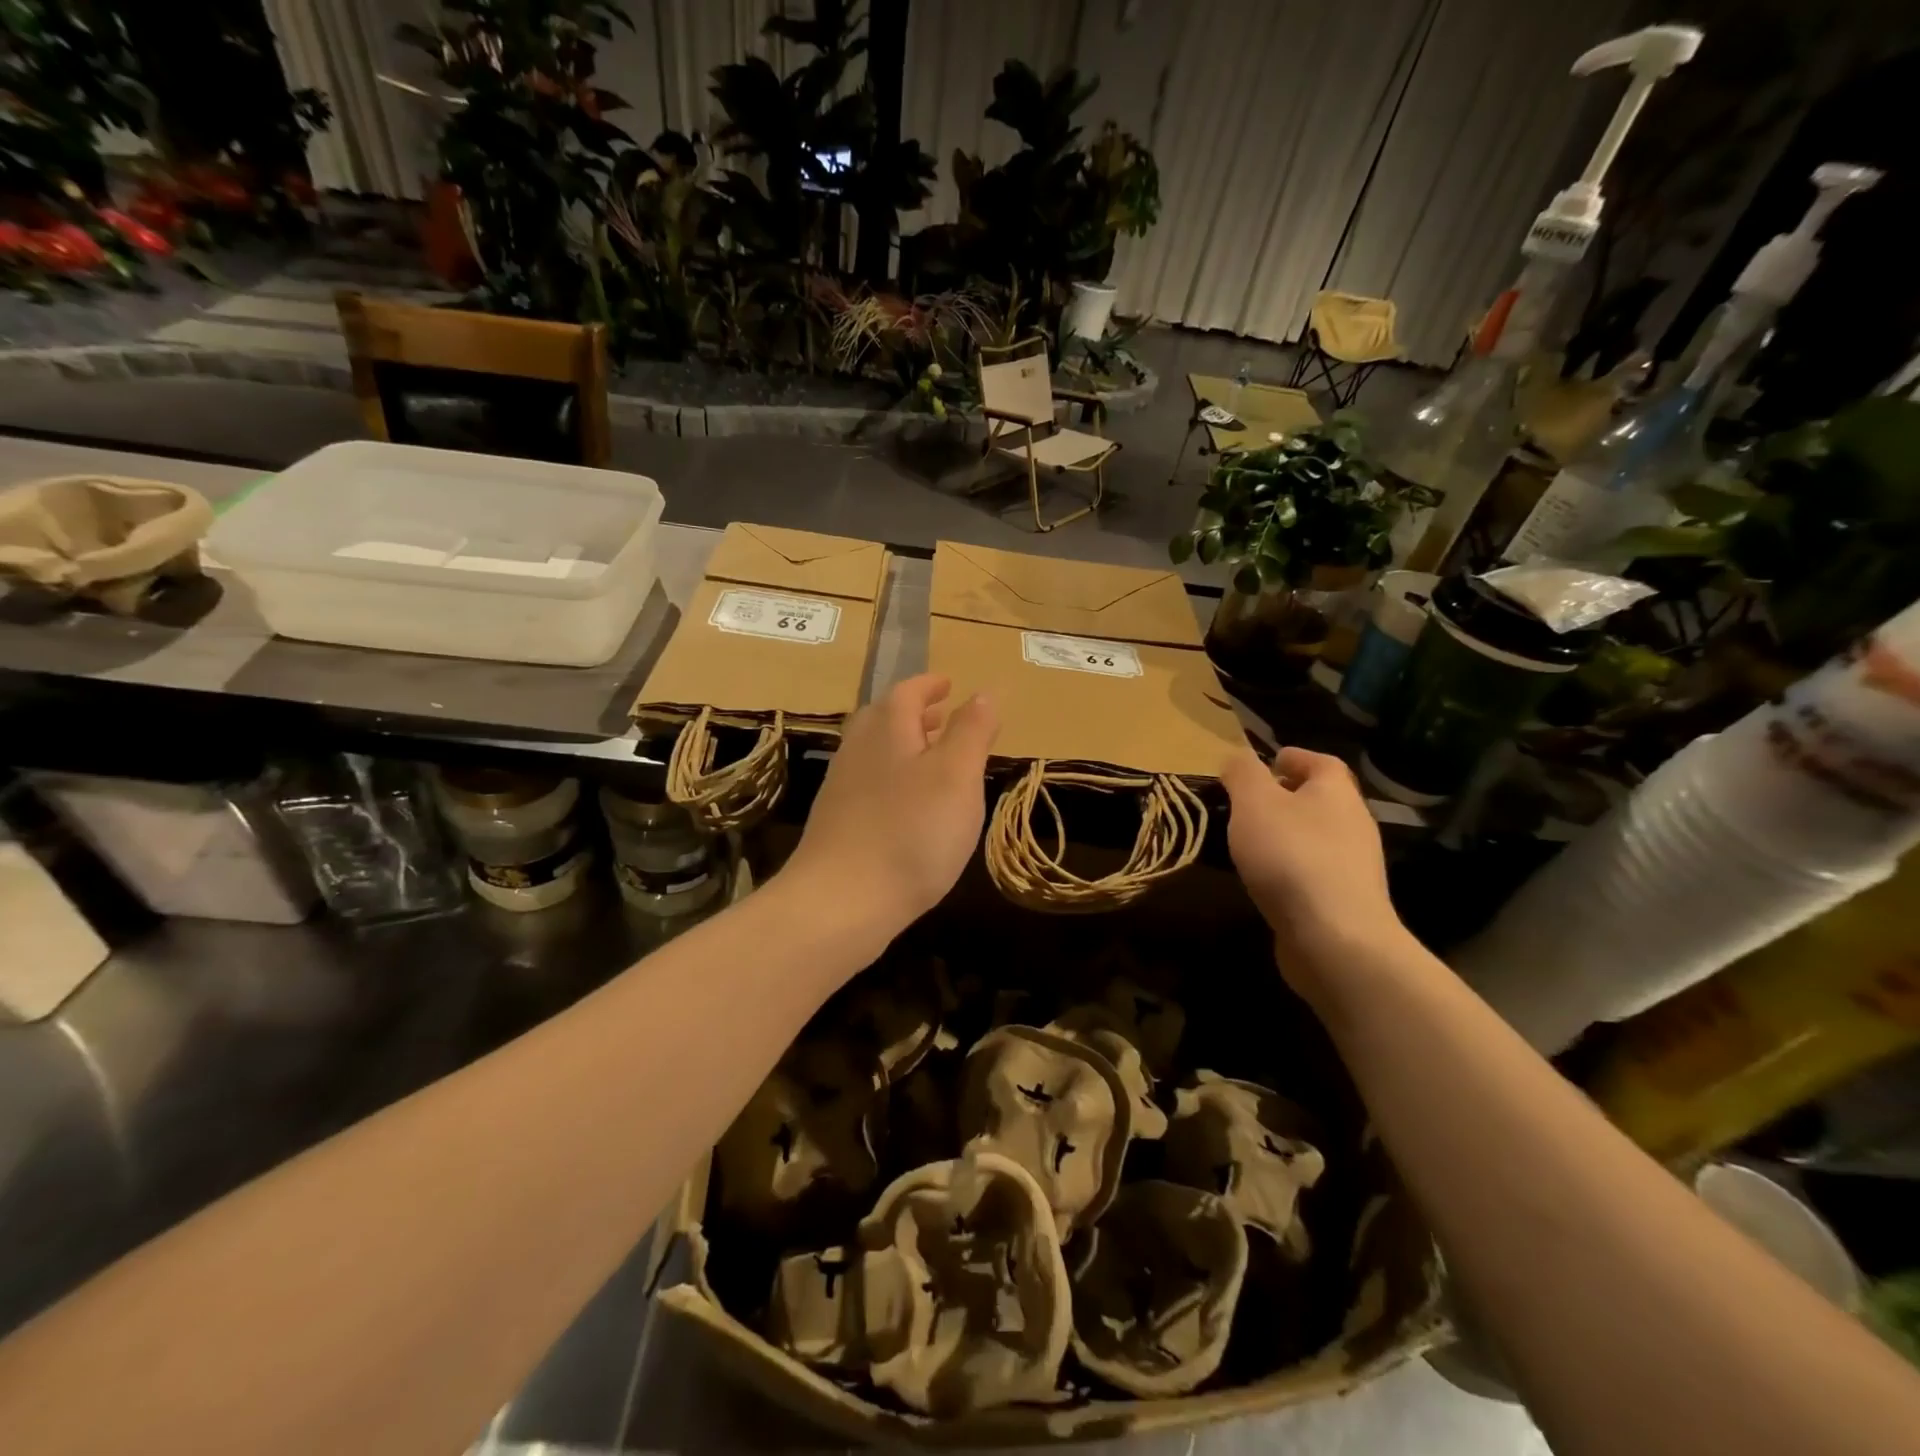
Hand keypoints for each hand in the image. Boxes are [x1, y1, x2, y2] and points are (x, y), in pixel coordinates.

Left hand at [784, 674, 997, 948]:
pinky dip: (893, 776)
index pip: (907, 692)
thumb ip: (971, 731)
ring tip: (931, 757)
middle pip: (884, 718)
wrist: (842, 902)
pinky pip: (870, 782)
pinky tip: (909, 804)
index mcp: (887, 730)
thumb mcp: (957, 776)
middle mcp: (858, 750)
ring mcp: (842, 787)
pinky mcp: (838, 822)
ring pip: (875, 751)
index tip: (948, 683)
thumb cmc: (911, 832)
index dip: (929, 685)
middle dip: (914, 713)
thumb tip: (982, 692)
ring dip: (903, 745)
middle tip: (941, 715)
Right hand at [1221, 747, 1410, 997]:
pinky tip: (1265, 880)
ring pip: (1317, 837)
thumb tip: (1237, 757)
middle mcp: (1353, 823)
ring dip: (1287, 834)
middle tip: (1248, 802)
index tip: (1268, 761)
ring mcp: (1354, 866)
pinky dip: (1291, 868)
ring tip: (1249, 842)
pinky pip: (1314, 872)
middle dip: (1288, 797)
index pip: (1321, 762)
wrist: (1334, 938)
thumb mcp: (1254, 803)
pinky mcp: (1345, 902)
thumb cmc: (1291, 856)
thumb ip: (1242, 773)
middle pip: (1321, 800)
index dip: (1295, 758)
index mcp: (1336, 792)